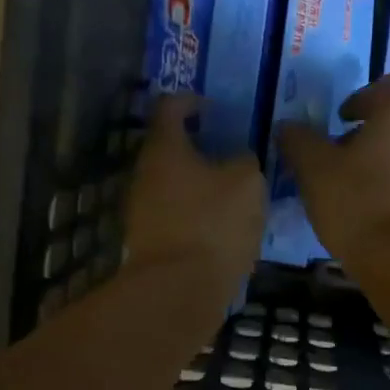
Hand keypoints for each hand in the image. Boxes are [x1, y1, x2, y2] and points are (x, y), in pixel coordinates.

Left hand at [125, 94, 265, 299]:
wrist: (179, 290)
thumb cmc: (213, 224)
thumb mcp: (247, 182)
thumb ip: (245, 160)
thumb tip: (238, 160)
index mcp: (165, 148)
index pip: (170, 106)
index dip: (192, 100)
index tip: (214, 108)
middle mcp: (145, 174)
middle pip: (170, 148)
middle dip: (200, 147)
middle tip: (232, 153)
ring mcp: (142, 210)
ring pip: (173, 184)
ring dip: (200, 183)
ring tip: (234, 193)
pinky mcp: (149, 241)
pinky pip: (176, 214)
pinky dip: (197, 212)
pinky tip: (223, 226)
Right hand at [277, 74, 389, 264]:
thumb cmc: (357, 203)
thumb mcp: (313, 169)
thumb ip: (298, 140)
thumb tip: (287, 126)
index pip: (388, 85)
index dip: (362, 96)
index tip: (340, 119)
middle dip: (364, 137)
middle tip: (334, 160)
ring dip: (377, 165)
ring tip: (348, 193)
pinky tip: (368, 216)